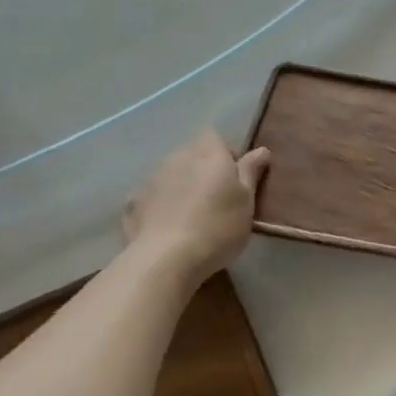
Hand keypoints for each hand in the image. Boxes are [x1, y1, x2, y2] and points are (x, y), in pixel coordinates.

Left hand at [122, 130, 270, 282]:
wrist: (166, 258)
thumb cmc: (218, 226)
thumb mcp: (247, 200)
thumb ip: (251, 171)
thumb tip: (261, 149)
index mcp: (208, 154)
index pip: (215, 137)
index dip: (226, 152)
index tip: (236, 177)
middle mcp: (178, 157)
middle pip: (192, 153)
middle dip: (203, 168)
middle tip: (217, 197)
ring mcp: (152, 178)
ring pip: (171, 173)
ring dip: (182, 185)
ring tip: (192, 213)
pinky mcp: (134, 202)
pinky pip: (152, 195)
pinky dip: (160, 203)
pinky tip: (167, 225)